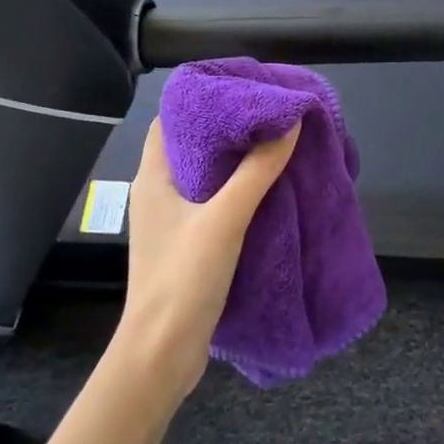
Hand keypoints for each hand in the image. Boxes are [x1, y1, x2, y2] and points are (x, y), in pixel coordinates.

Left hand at [117, 118, 299, 401]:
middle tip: (269, 113)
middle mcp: (158, 192)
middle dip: (229, 128)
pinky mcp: (187, 244)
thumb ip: (257, 171)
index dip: (203, 99)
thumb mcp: (224, 219)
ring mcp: (172, 220)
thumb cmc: (182, 278)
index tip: (242, 88)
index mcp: (153, 177)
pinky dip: (238, 190)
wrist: (161, 355)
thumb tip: (290, 122)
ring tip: (275, 142)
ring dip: (237, 161)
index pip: (172, 120)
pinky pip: (214, 202)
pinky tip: (268, 188)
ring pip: (206, 175)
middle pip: (193, 145)